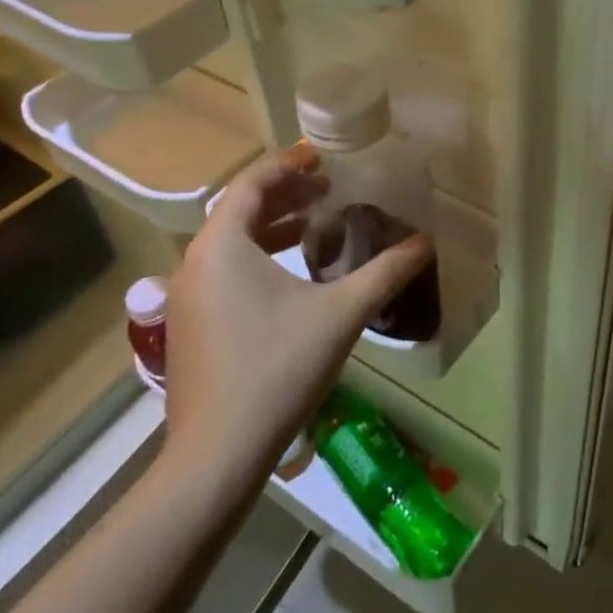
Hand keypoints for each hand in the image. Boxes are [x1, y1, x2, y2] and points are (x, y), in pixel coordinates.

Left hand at [160, 146, 433, 479]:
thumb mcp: (341, 314)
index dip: (288, 164)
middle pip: (239, 210)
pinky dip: (257, 259)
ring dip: (272, 228)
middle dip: (285, 195)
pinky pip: (224, 272)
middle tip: (328, 189)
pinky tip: (292, 279)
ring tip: (315, 227)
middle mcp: (195, 263)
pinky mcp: (190, 327)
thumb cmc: (278, 369)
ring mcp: (186, 298)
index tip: (322, 157)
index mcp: (222, 246)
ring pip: (230, 244)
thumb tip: (425, 243)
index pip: (252, 183)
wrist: (217, 456)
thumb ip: (386, 272)